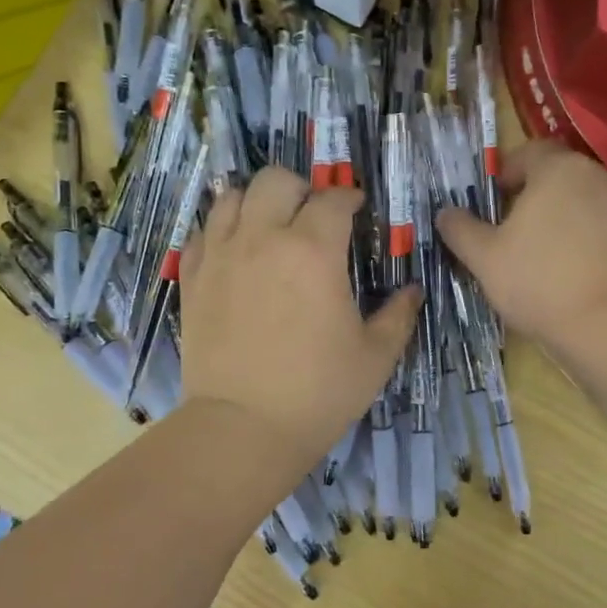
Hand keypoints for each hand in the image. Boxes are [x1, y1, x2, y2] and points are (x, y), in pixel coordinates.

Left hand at [180, 167, 418, 463]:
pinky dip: (222, 229)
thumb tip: (412, 291)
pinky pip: (203, 231)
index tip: (358, 211)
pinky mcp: (194, 278)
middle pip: (276, 180)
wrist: (243, 427)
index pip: (334, 199)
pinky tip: (236, 252)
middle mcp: (264, 238)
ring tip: (271, 227)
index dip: (350, 199)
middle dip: (301, 189)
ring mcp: (222, 255)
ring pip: (232, 196)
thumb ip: (398, 316)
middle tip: (313, 216)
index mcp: (314, 250)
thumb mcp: (375, 357)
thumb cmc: (318, 392)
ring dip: (257, 202)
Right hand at [436, 141, 606, 355]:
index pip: (528, 153)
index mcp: (557, 169)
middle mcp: (594, 176)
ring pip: (578, 203)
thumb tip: (445, 213)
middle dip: (530, 198)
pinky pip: (598, 228)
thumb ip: (461, 229)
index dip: (505, 174)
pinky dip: (580, 240)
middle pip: (555, 177)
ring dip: (556, 220)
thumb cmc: (540, 280)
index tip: (490, 203)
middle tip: (507, 231)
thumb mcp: (485, 258)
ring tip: (535, 256)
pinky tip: (567, 272)